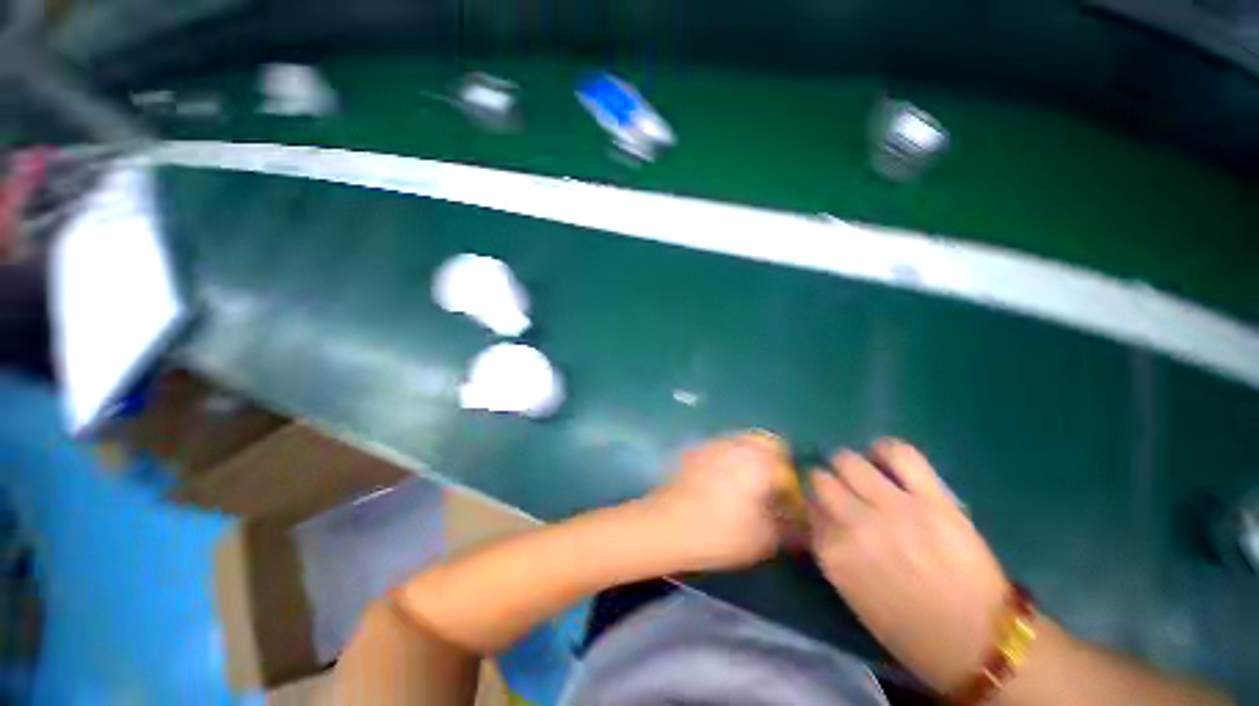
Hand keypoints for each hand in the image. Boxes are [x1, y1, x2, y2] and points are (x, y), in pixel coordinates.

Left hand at [645, 432, 795, 572]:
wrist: (667, 524)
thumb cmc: (719, 534)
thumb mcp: (763, 539)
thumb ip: (788, 525)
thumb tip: (795, 516)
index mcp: (760, 463)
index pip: (788, 466)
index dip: (791, 486)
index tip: (787, 504)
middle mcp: (738, 445)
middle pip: (767, 442)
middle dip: (775, 463)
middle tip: (770, 489)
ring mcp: (715, 444)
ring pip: (744, 441)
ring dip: (752, 457)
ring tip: (747, 485)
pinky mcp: (697, 449)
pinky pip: (723, 446)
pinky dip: (731, 457)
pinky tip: (722, 481)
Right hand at [809, 438, 1008, 692]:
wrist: (978, 641)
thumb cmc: (908, 627)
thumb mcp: (851, 593)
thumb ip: (829, 549)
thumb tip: (816, 513)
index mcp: (835, 555)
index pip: (806, 507)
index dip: (813, 505)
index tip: (821, 508)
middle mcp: (857, 526)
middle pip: (820, 479)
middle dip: (824, 482)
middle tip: (840, 491)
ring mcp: (895, 508)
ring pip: (848, 461)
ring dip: (847, 466)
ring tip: (861, 475)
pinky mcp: (932, 498)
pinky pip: (899, 453)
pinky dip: (885, 450)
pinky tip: (884, 459)